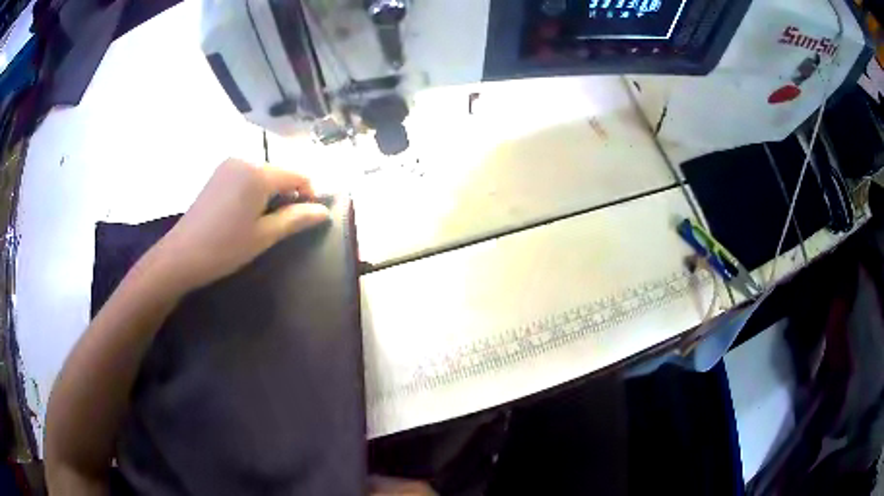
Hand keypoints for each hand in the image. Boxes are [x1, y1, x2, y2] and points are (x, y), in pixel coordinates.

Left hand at [140, 158, 329, 293]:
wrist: (181, 255)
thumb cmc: (225, 247)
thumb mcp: (264, 236)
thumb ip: (296, 219)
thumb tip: (324, 212)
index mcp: (258, 173)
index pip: (297, 174)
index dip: (309, 193)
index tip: (308, 217)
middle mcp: (244, 160)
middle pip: (279, 172)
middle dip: (289, 194)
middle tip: (284, 224)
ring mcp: (228, 165)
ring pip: (263, 174)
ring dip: (271, 193)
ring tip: (264, 221)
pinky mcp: (218, 174)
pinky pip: (246, 176)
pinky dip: (255, 190)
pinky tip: (246, 212)